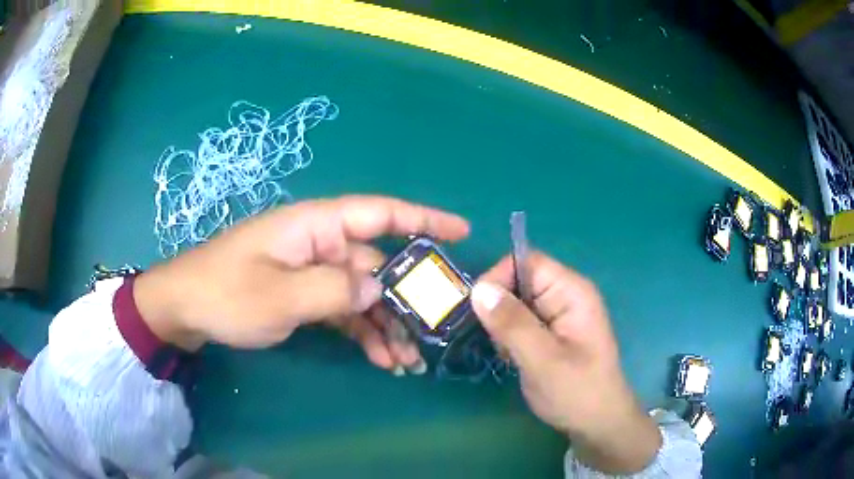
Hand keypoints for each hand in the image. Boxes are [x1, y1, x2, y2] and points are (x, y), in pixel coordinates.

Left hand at [134, 195, 469, 373]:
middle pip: (377, 265)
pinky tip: (381, 358)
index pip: (379, 213)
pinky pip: (343, 310)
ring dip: (387, 325)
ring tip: (407, 361)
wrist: (185, 309)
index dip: (423, 219)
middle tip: (435, 332)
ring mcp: (312, 271)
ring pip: (363, 294)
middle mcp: (319, 244)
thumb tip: (379, 289)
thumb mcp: (280, 297)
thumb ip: (335, 291)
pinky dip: (363, 332)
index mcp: (315, 226)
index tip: (461, 233)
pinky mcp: (304, 294)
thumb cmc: (226, 293)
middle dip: (406, 299)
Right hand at [470, 253, 660, 473]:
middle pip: (519, 281)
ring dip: (503, 326)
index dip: (499, 278)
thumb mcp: (543, 360)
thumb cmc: (577, 392)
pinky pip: (520, 322)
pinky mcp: (551, 332)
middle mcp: (565, 296)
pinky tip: (513, 358)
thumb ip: (512, 324)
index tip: (477, 309)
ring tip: (507, 354)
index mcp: (571, 291)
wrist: (597, 423)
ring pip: (516, 303)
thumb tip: (479, 289)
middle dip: (499, 307)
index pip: (527, 262)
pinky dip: (509, 337)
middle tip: (495, 340)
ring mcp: (559, 315)